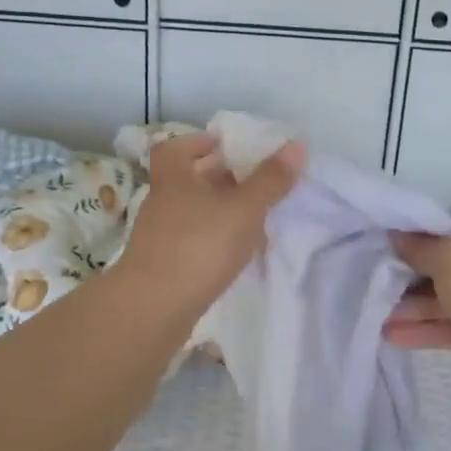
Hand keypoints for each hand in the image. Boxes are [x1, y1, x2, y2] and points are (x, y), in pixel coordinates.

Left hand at [116, 132, 305, 316]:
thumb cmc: (198, 246)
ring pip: (191, 212)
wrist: (153, 308)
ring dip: (218, 210)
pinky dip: (213, 238)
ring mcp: (159, 236)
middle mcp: (162, 202)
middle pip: (187, 179)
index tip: (224, 145)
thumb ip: (270, 179)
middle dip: (218, 177)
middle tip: (252, 179)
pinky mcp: (163, 266)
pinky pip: (191, 240)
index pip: (175, 148)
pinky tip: (235, 251)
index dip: (197, 142)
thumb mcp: (243, 209)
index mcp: (174, 178)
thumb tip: (297, 144)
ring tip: (253, 216)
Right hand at [384, 217, 450, 401]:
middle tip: (368, 281)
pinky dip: (421, 329)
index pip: (441, 227)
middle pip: (437, 264)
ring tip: (372, 314)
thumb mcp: (450, 260)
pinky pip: (445, 326)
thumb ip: (419, 248)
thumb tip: (396, 234)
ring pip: (439, 298)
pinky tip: (390, 335)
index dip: (410, 234)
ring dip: (407, 306)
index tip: (377, 243)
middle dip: (403, 275)